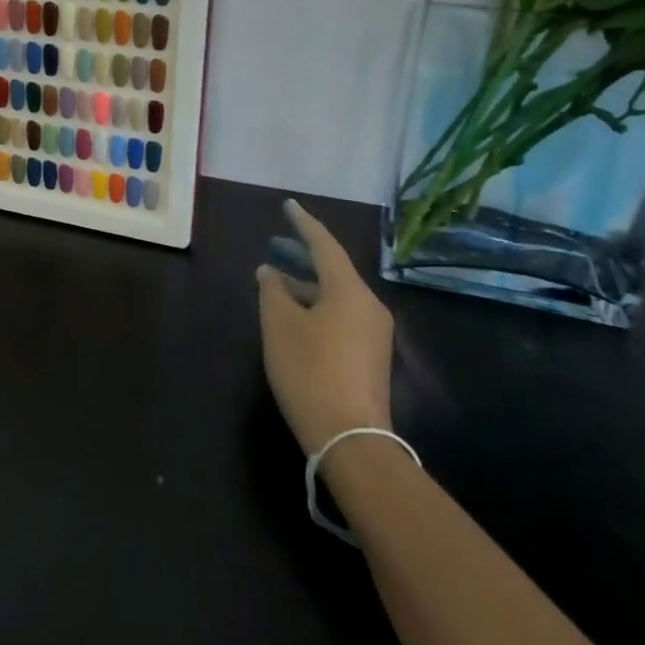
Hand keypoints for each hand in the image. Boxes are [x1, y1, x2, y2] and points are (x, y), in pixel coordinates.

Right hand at [255, 199, 395, 454]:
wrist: (351, 439)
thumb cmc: (310, 372)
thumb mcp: (280, 327)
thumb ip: (272, 291)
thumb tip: (270, 271)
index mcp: (350, 291)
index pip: (325, 245)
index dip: (303, 224)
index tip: (288, 205)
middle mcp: (369, 305)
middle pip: (334, 271)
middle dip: (304, 256)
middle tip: (278, 244)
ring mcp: (375, 333)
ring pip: (337, 296)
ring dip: (308, 286)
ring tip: (278, 283)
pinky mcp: (371, 357)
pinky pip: (342, 316)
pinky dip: (318, 307)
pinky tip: (296, 316)